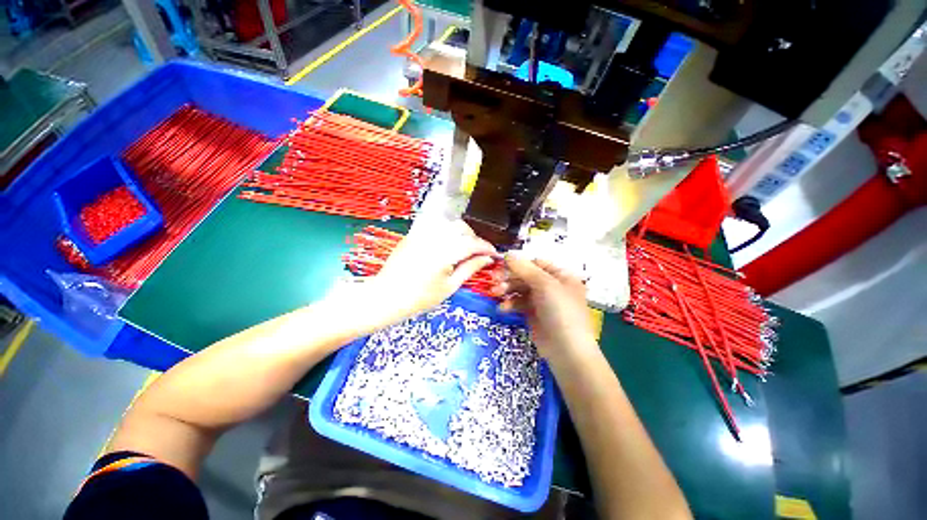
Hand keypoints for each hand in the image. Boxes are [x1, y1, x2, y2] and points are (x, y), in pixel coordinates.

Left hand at [369, 219, 496, 319]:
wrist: (387, 296)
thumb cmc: (420, 298)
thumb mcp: (450, 287)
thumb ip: (470, 268)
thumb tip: (487, 259)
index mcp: (445, 253)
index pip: (472, 243)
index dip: (486, 247)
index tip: (493, 254)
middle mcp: (434, 237)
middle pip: (462, 228)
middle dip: (474, 238)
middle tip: (478, 253)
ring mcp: (421, 233)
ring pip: (449, 223)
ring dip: (461, 233)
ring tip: (463, 248)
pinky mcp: (413, 233)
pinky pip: (435, 225)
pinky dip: (446, 231)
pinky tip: (446, 244)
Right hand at [499, 252, 598, 363]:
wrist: (566, 351)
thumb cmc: (560, 311)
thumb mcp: (545, 285)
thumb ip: (524, 268)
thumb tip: (507, 254)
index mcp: (560, 276)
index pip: (536, 263)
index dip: (519, 263)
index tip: (500, 264)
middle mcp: (551, 286)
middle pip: (526, 276)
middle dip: (509, 278)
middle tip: (493, 280)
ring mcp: (542, 301)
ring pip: (520, 289)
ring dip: (507, 290)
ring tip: (494, 293)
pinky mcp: (533, 314)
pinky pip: (518, 304)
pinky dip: (510, 304)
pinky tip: (502, 309)